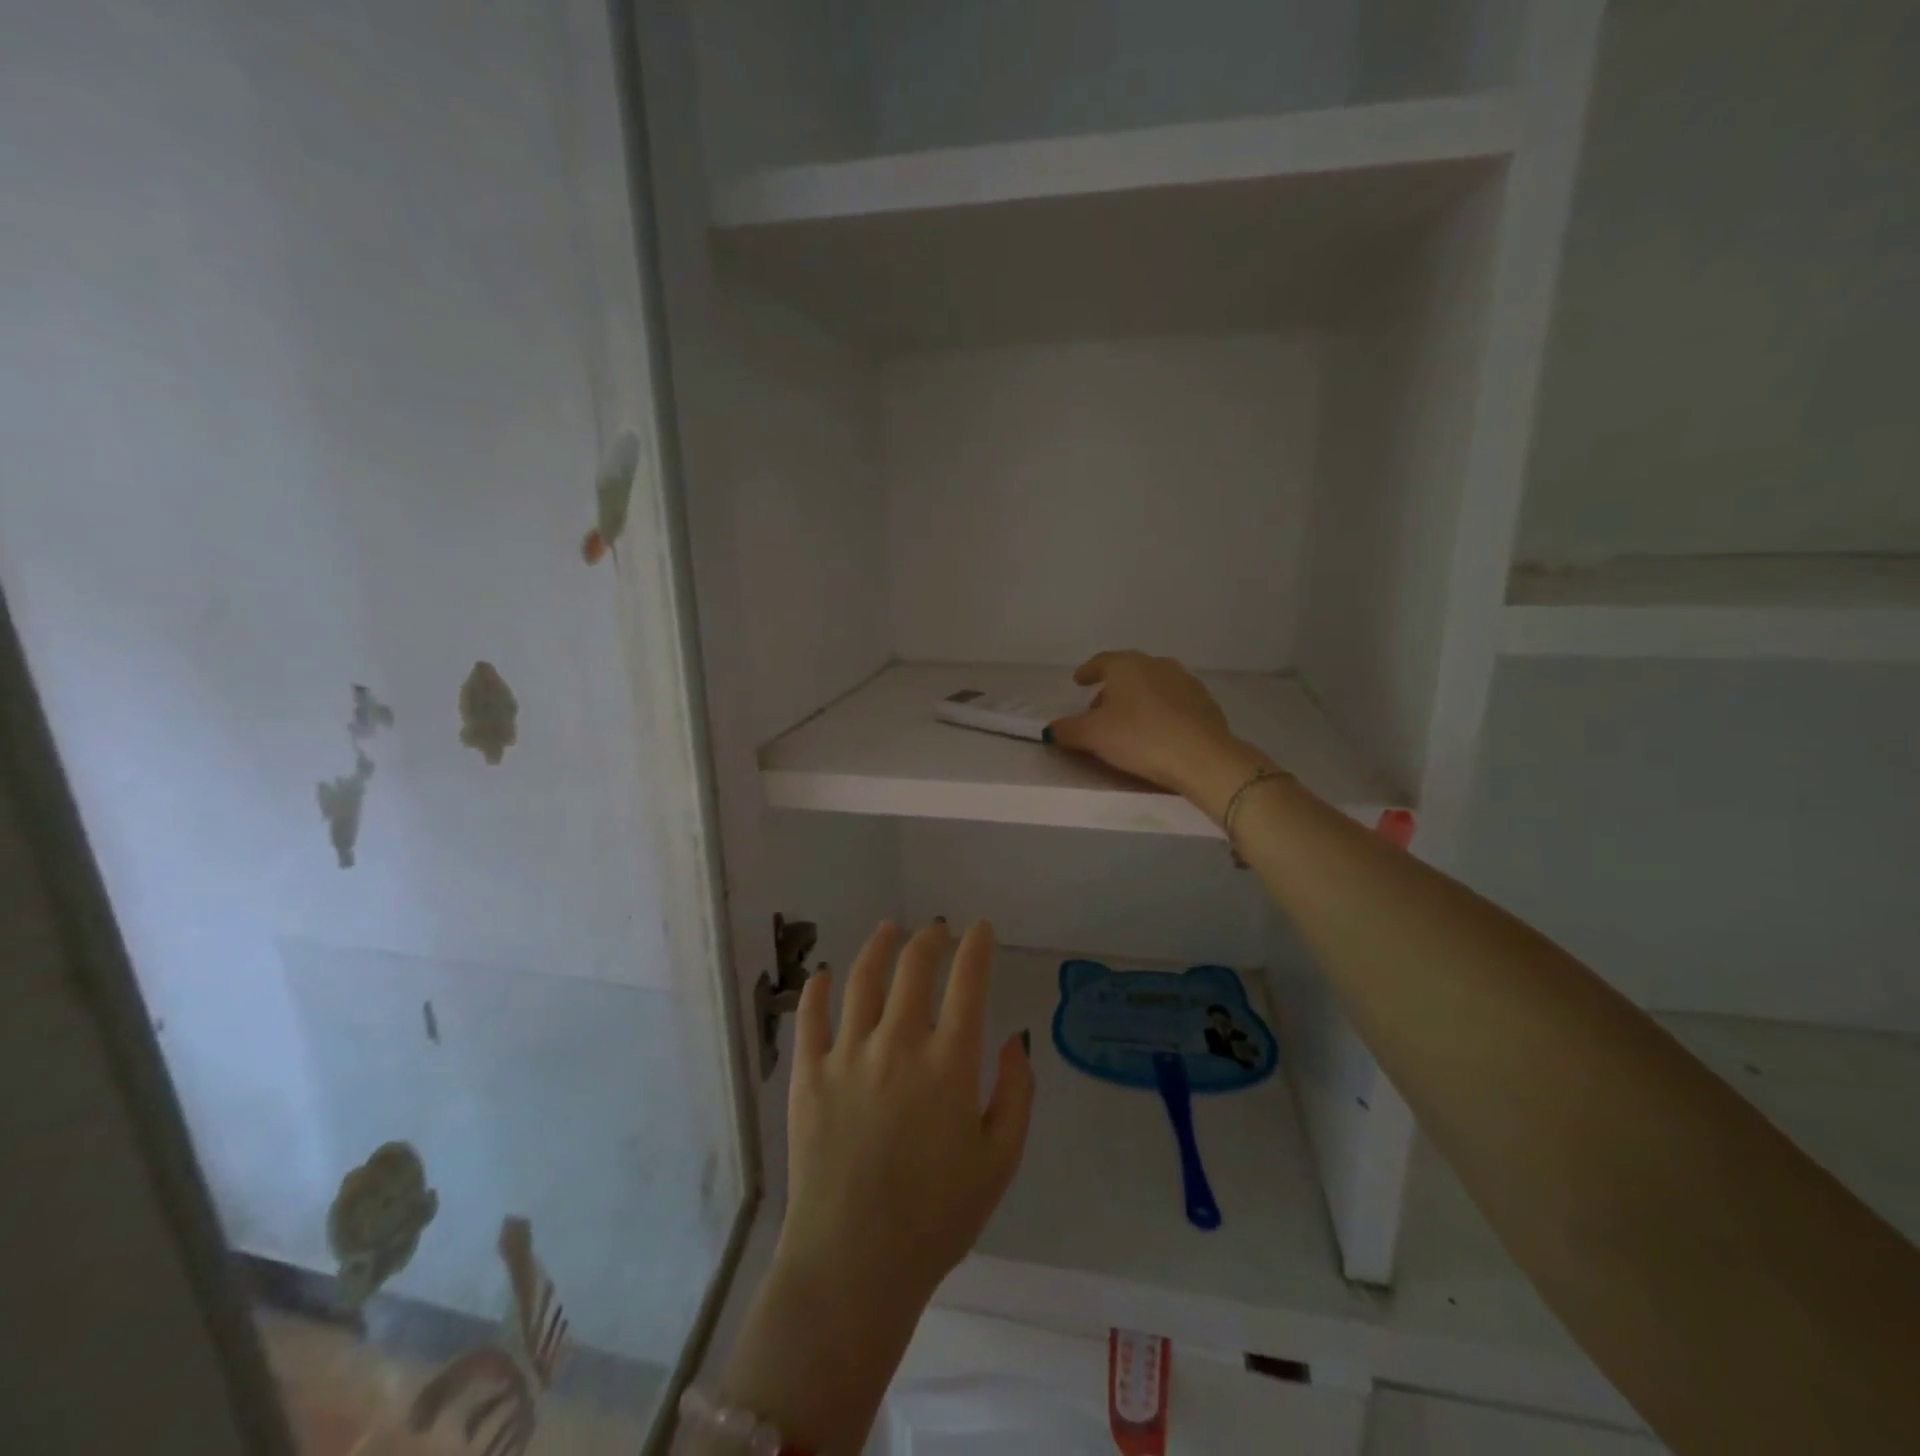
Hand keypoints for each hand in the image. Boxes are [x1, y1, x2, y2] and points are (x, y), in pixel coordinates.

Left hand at [712, 921, 1033, 1453]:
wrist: (854, 1265)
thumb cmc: (937, 1218)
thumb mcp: (1000, 1162)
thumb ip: (1016, 1094)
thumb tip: (1018, 1040)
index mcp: (948, 1064)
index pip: (968, 983)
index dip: (977, 947)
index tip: (981, 929)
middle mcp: (898, 1044)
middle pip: (914, 968)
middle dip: (930, 938)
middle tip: (936, 929)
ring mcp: (848, 1055)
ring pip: (862, 979)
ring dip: (879, 946)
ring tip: (889, 929)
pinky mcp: (808, 1074)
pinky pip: (810, 1017)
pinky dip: (817, 989)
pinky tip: (823, 974)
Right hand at [1046, 650, 1270, 814]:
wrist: (1202, 756)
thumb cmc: (1139, 737)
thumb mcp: (1093, 736)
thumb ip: (1068, 730)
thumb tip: (1051, 729)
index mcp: (1127, 665)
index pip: (1101, 661)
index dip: (1088, 672)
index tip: (1079, 681)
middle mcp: (1157, 665)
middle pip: (1128, 673)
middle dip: (1112, 689)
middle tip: (1099, 710)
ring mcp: (1185, 682)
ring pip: (1153, 686)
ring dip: (1138, 699)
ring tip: (1128, 722)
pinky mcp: (1205, 703)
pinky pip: (1174, 703)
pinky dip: (1160, 711)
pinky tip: (1157, 731)